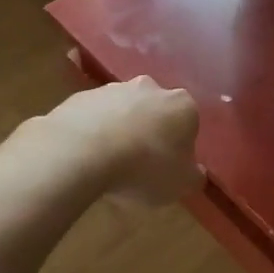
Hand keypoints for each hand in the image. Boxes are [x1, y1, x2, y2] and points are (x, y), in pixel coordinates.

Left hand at [46, 76, 201, 205]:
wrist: (81, 153)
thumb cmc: (144, 168)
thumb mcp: (182, 184)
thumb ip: (193, 176)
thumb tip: (194, 171)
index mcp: (181, 105)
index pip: (188, 122)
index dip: (180, 145)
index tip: (170, 166)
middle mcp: (150, 88)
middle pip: (154, 110)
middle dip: (150, 130)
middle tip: (140, 163)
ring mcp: (111, 89)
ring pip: (122, 110)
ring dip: (119, 130)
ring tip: (107, 163)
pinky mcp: (79, 97)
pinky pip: (92, 117)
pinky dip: (91, 132)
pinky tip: (84, 156)